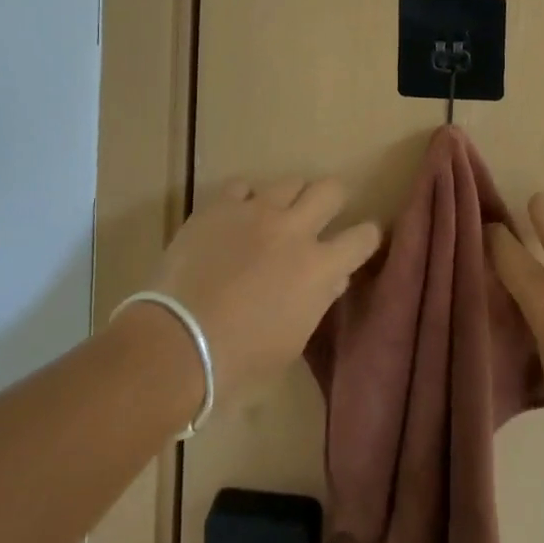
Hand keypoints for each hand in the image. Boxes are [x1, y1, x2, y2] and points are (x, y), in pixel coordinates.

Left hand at [137, 178, 380, 409]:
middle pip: (331, 189)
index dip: (367, 236)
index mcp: (319, 268)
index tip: (362, 240)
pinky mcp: (220, 206)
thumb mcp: (292, 341)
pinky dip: (244, 200)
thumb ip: (317, 301)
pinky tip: (235, 219)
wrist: (176, 344)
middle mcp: (295, 229)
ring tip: (276, 215)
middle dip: (333, 200)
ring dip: (289, 198)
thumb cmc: (238, 361)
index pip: (363, 237)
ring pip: (290, 181)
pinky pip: (242, 187)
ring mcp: (256, 211)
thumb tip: (333, 278)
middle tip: (322, 215)